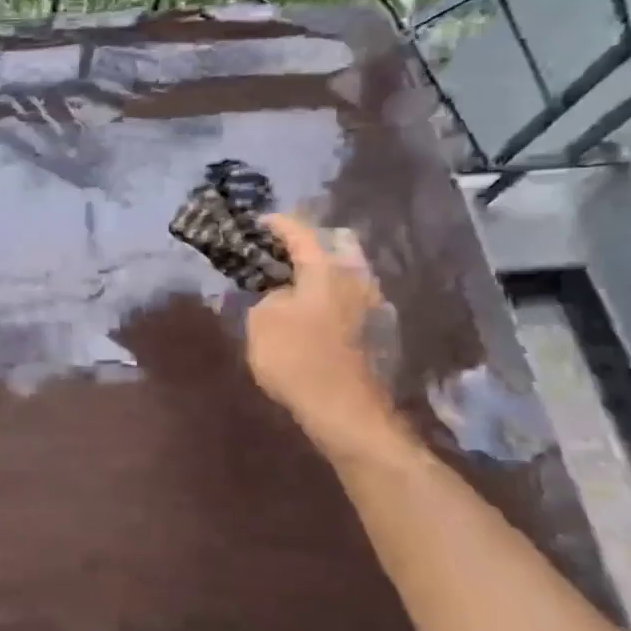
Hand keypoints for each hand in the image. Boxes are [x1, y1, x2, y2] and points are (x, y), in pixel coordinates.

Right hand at [245, 214, 399, 449]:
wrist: (343, 409)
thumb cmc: (296, 357)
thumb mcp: (261, 320)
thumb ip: (267, 295)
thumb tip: (279, 292)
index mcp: (326, 268)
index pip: (299, 232)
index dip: (276, 223)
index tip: (257, 222)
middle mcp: (355, 277)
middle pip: (334, 245)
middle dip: (307, 244)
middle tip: (279, 253)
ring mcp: (370, 303)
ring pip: (344, 271)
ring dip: (318, 271)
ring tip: (290, 282)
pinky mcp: (373, 329)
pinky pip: (347, 296)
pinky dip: (327, 294)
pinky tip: (309, 309)